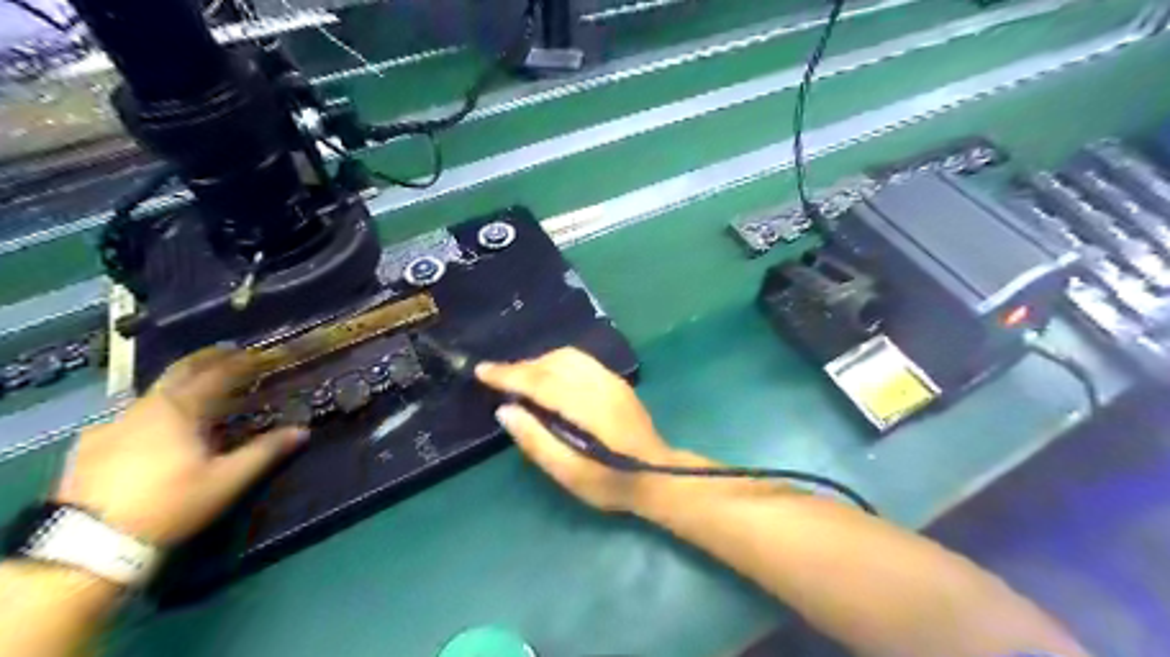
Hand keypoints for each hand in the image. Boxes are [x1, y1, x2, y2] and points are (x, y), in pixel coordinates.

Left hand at [54, 346, 305, 545]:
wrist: (87, 545)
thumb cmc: (170, 504)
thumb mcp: (227, 480)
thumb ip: (266, 451)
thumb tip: (302, 430)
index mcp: (181, 409)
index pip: (217, 373)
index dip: (241, 362)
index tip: (259, 354)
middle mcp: (145, 407)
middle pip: (179, 372)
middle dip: (207, 360)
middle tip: (228, 354)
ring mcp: (112, 424)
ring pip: (153, 394)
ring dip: (180, 386)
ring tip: (197, 394)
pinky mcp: (90, 446)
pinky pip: (129, 417)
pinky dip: (152, 412)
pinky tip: (152, 429)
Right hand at [474, 348, 676, 511]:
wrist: (659, 477)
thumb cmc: (611, 482)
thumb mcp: (569, 473)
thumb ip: (536, 440)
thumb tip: (505, 410)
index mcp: (588, 406)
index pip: (541, 381)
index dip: (509, 374)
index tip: (482, 371)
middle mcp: (601, 384)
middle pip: (554, 362)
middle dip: (522, 366)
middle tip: (498, 379)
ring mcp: (612, 380)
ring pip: (568, 356)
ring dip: (539, 362)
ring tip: (520, 378)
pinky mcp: (617, 382)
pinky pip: (580, 360)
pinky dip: (556, 363)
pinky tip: (548, 378)